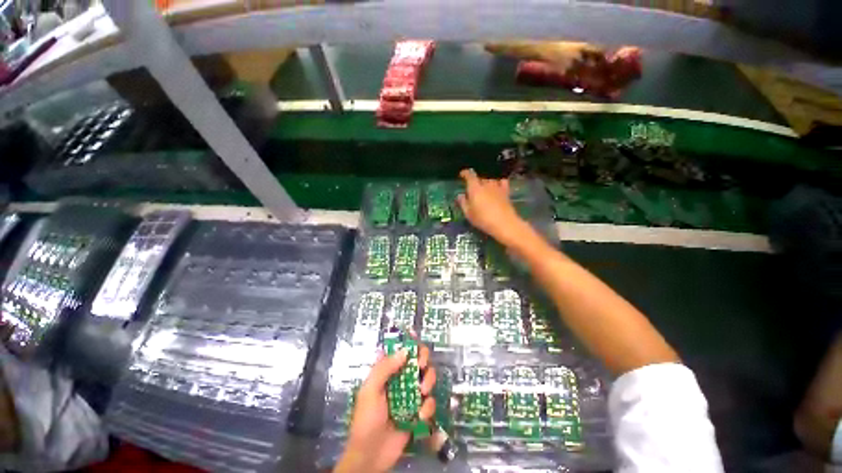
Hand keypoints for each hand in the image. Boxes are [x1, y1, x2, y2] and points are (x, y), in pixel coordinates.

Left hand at [335, 344, 435, 472]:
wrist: (371, 455)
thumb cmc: (367, 419)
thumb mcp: (370, 390)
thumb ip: (385, 368)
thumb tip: (405, 350)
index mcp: (387, 372)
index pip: (399, 350)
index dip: (409, 341)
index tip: (416, 337)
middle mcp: (401, 379)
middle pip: (418, 359)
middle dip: (423, 358)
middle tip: (422, 365)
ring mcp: (411, 395)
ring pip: (427, 377)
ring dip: (428, 380)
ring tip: (422, 391)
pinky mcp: (419, 412)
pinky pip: (430, 402)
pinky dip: (428, 406)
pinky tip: (420, 414)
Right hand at [457, 169, 530, 246]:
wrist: (504, 223)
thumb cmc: (482, 219)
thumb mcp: (468, 213)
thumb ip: (463, 203)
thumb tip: (460, 195)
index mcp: (475, 188)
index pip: (469, 175)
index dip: (465, 173)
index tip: (462, 175)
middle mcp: (486, 184)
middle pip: (480, 177)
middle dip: (475, 180)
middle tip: (472, 188)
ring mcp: (497, 187)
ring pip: (490, 179)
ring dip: (486, 182)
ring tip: (483, 188)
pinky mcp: (506, 192)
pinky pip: (502, 182)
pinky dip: (498, 182)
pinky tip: (497, 186)